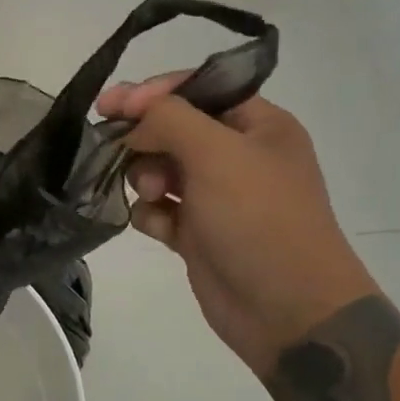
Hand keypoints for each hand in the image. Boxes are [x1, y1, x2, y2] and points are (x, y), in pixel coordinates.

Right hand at [96, 79, 378, 376]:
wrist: (289, 311)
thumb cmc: (259, 219)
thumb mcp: (216, 153)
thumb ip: (168, 118)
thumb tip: (133, 114)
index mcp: (258, 126)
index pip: (196, 89)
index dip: (152, 92)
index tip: (110, 106)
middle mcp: (237, 155)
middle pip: (171, 128)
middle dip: (145, 140)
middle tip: (123, 151)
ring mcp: (216, 196)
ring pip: (159, 168)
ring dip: (145, 178)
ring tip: (154, 197)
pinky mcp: (197, 233)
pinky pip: (158, 209)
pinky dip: (151, 214)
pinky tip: (159, 228)